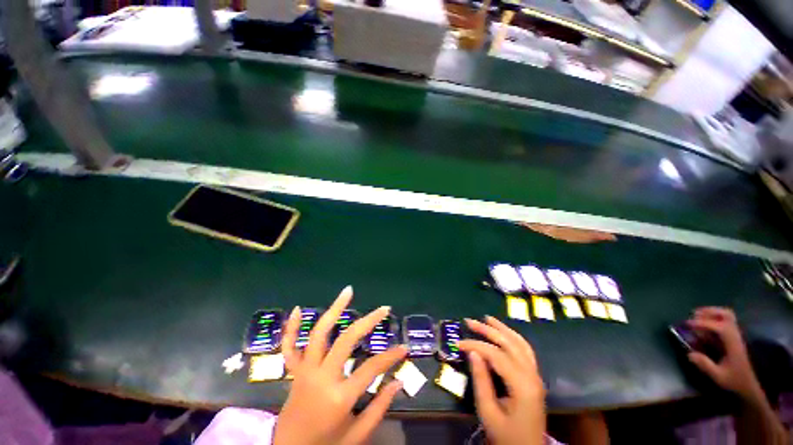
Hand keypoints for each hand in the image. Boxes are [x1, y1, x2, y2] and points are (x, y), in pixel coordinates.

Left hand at [273, 286, 407, 444]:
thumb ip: (380, 408)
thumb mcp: (357, 435)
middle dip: (368, 321)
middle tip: (384, 309)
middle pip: (346, 340)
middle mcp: (321, 378)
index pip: (371, 368)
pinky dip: (291, 328)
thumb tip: (399, 381)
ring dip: (334, 309)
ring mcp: (304, 372)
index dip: (391, 356)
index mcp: (339, 397)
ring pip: (318, 334)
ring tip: (348, 291)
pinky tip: (297, 309)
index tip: (404, 348)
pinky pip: (289, 346)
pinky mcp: (294, 372)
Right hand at [458, 316, 545, 444]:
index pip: (497, 355)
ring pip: (520, 343)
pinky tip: (504, 332)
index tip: (459, 343)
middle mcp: (532, 375)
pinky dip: (513, 337)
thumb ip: (481, 380)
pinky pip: (525, 350)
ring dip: (502, 329)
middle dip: (488, 330)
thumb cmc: (505, 435)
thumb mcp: (488, 411)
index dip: (476, 345)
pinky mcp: (534, 377)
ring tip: (487, 318)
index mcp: (522, 385)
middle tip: (469, 321)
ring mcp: (536, 375)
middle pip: (509, 344)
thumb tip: (473, 352)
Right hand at [687, 307, 762, 401]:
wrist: (748, 386)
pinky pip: (725, 322)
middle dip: (709, 311)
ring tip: (698, 316)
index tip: (687, 324)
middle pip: (726, 315)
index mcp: (733, 343)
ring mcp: (736, 336)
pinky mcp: (733, 338)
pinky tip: (705, 324)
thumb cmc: (734, 381)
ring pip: (727, 316)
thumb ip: (704, 364)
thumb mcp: (718, 376)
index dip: (702, 323)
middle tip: (694, 314)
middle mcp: (735, 336)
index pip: (718, 327)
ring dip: (712, 313)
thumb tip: (689, 353)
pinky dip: (714, 318)